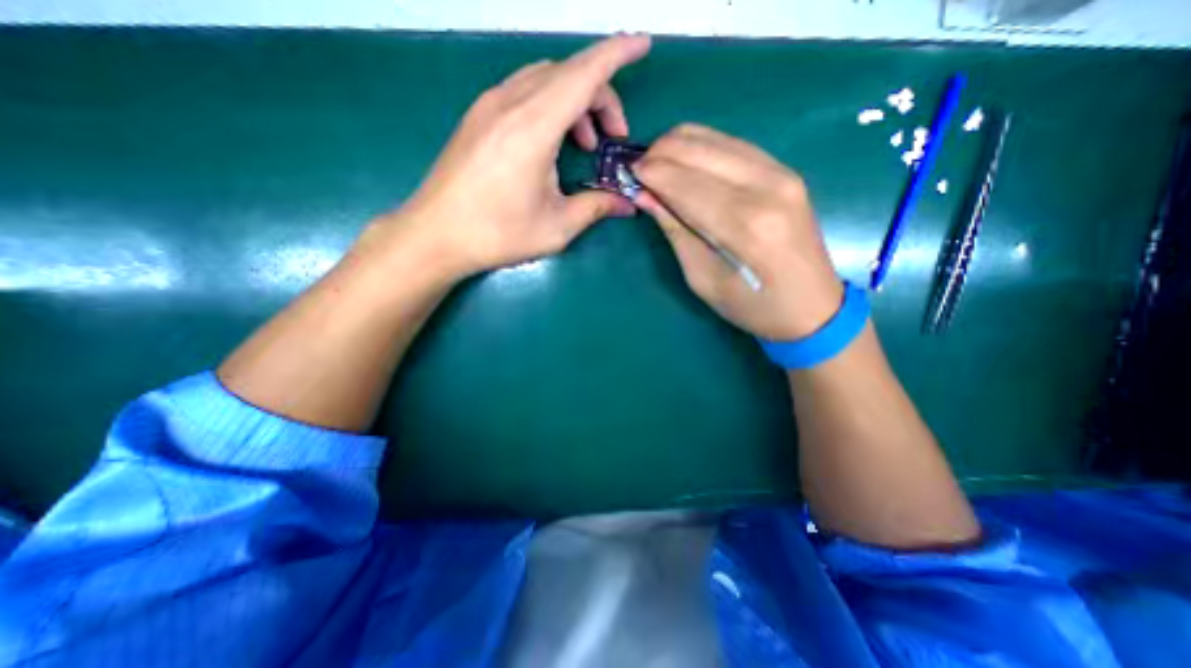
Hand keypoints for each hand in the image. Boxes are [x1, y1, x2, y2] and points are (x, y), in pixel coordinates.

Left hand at [371, 32, 650, 278]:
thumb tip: (627, 204)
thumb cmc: (497, 233)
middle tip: (612, 138)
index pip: (583, 74)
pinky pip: (524, 91)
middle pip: (567, 74)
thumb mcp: (556, 227)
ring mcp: (489, 106)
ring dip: (574, 101)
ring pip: (545, 79)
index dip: (616, 54)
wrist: (436, 234)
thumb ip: (595, 208)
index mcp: (533, 128)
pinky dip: (550, 105)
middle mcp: (510, 103)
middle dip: (601, 96)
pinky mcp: (478, 116)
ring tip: (584, 144)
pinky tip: (552, 141)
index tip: (643, 45)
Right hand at [632, 126, 846, 340]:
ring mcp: (781, 173)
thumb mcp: (702, 278)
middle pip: (699, 150)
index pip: (685, 183)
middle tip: (640, 170)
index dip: (651, 173)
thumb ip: (675, 231)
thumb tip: (645, 195)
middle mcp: (765, 187)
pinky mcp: (786, 170)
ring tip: (658, 166)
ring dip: (679, 146)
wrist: (812, 307)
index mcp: (744, 225)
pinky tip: (688, 164)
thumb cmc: (751, 306)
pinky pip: (734, 144)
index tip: (627, 173)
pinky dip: (703, 148)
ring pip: (715, 138)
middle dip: (660, 153)